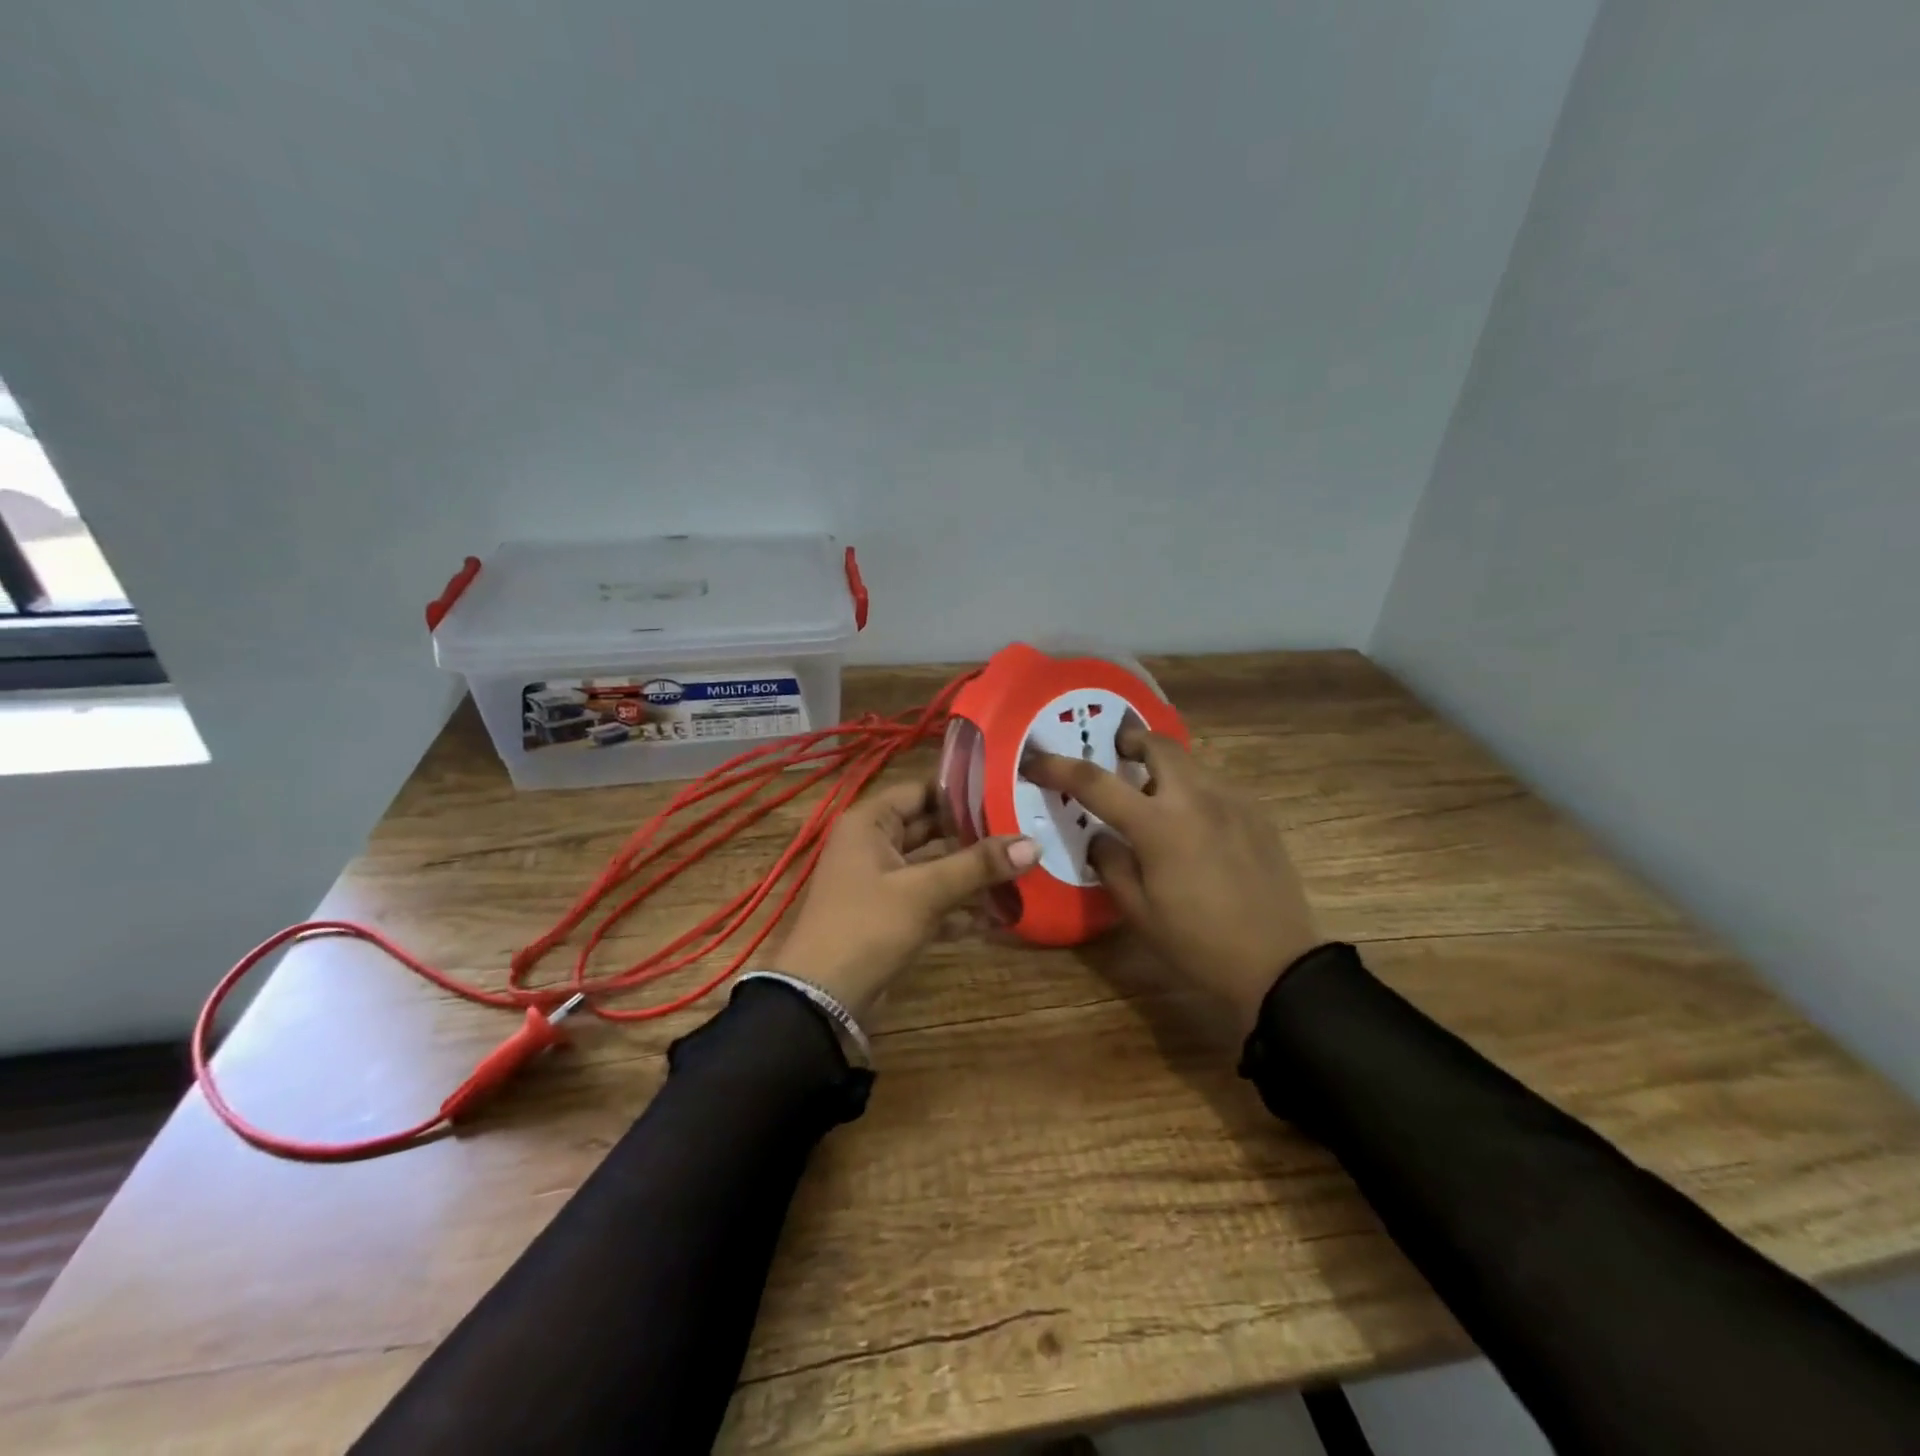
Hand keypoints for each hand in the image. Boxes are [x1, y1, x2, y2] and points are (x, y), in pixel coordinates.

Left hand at [771, 779, 1037, 1018]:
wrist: (822, 998)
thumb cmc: (867, 926)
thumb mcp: (924, 891)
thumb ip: (978, 865)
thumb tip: (1033, 843)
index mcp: (870, 822)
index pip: (922, 791)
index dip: (963, 791)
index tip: (1009, 790)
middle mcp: (874, 844)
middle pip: (932, 829)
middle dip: (976, 834)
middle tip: (1026, 829)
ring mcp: (883, 882)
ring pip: (935, 867)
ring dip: (973, 873)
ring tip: (1024, 869)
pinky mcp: (892, 916)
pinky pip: (932, 900)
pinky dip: (961, 906)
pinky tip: (1002, 913)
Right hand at [1023, 725, 1321, 1038]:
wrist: (1278, 966)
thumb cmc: (1197, 944)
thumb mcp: (1138, 912)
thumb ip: (1111, 863)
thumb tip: (1100, 836)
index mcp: (1158, 825)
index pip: (1095, 782)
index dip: (1058, 767)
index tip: (1035, 759)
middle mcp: (1196, 798)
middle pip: (1158, 744)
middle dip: (1130, 741)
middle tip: (1116, 755)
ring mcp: (1233, 801)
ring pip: (1191, 762)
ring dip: (1165, 767)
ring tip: (1155, 796)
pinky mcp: (1258, 814)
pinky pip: (1216, 785)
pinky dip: (1194, 789)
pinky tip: (1195, 823)